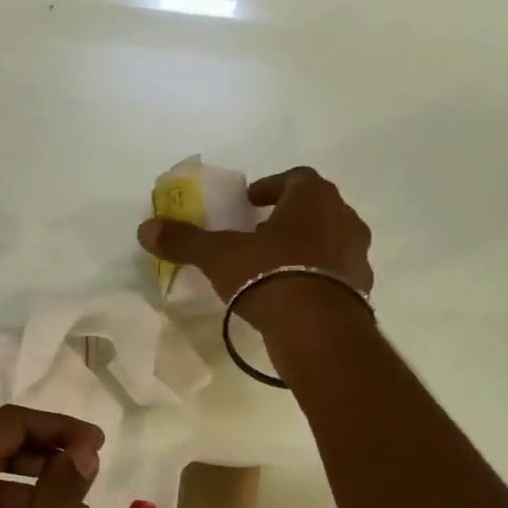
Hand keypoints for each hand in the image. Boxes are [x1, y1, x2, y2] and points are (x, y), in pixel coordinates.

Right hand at [136, 166, 372, 335]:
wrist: (318, 329)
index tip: (251, 201)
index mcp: (313, 197)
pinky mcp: (362, 290)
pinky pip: (338, 275)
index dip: (272, 187)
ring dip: (307, 248)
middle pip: (317, 208)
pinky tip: (296, 296)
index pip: (296, 178)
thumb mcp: (219, 256)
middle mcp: (344, 218)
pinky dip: (319, 278)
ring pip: (330, 241)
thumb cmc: (269, 275)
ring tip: (277, 267)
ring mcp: (357, 255)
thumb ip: (185, 240)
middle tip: (262, 233)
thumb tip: (145, 228)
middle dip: (289, 218)